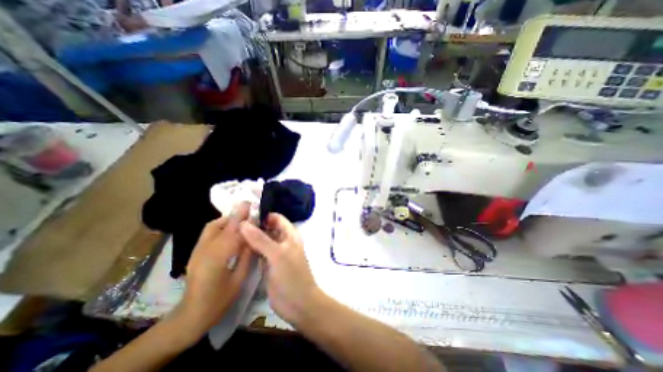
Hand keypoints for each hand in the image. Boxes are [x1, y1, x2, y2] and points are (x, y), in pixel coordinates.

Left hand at [176, 204, 253, 336]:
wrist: (190, 315)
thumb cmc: (219, 301)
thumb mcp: (239, 279)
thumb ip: (247, 256)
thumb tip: (254, 238)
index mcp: (216, 259)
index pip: (233, 233)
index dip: (244, 220)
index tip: (254, 207)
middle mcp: (204, 250)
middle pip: (220, 225)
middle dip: (235, 214)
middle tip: (249, 207)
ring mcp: (197, 251)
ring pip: (212, 227)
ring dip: (228, 219)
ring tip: (242, 218)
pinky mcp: (195, 252)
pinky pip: (208, 233)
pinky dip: (221, 226)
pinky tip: (231, 229)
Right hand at [240, 214, 321, 326]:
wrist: (298, 304)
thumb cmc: (291, 276)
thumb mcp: (277, 255)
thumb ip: (261, 239)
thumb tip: (243, 223)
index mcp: (290, 235)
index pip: (277, 218)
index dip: (263, 215)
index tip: (244, 214)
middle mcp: (283, 241)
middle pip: (268, 228)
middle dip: (254, 226)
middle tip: (233, 224)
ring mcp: (275, 254)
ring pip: (262, 240)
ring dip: (250, 237)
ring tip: (231, 234)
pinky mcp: (268, 265)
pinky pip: (258, 253)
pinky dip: (250, 249)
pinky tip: (236, 248)